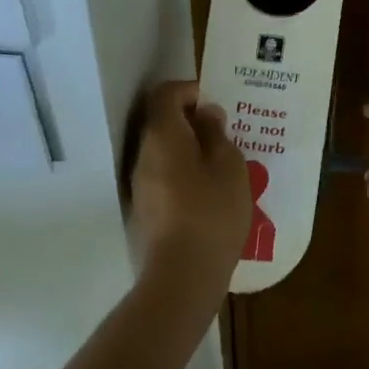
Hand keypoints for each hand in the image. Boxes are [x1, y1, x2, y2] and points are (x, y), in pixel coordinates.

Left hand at [127, 82, 250, 289]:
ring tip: (222, 164)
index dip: (189, 90)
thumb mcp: (229, 166)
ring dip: (189, 150)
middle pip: (162, 123)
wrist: (182, 278)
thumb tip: (206, 115)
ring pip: (163, 153)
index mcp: (163, 136)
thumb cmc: (212, 212)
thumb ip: (217, 134)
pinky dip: (184, 175)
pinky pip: (164, 178)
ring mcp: (139, 187)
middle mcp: (143, 156)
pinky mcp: (144, 213)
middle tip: (225, 133)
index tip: (215, 102)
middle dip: (192, 122)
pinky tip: (210, 194)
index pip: (165, 94)